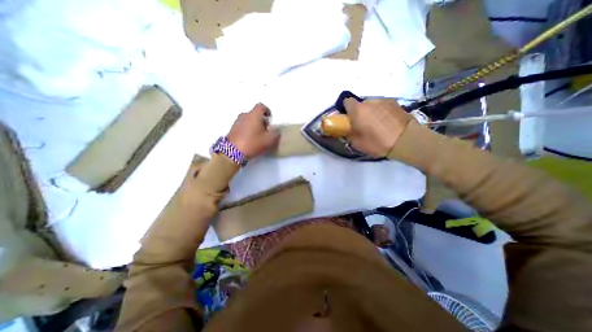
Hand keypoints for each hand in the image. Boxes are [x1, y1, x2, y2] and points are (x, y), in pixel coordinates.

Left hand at [227, 103, 279, 157]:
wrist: (233, 152)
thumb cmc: (253, 143)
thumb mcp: (269, 140)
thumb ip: (275, 134)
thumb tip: (276, 131)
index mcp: (254, 115)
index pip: (261, 106)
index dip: (267, 110)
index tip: (270, 118)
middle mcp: (244, 115)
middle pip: (254, 113)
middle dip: (261, 120)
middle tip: (266, 129)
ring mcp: (236, 122)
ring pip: (248, 120)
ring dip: (254, 125)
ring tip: (258, 135)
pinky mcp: (232, 130)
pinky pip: (242, 126)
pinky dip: (247, 130)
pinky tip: (250, 139)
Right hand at [346, 97, 412, 156]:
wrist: (405, 140)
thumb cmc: (377, 142)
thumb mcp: (357, 143)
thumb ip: (349, 134)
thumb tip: (347, 130)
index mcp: (357, 110)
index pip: (346, 101)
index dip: (346, 109)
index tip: (349, 118)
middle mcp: (369, 102)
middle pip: (360, 104)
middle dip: (359, 112)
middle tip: (363, 124)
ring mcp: (383, 100)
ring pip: (372, 105)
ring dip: (371, 112)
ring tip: (377, 124)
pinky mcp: (395, 103)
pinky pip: (383, 106)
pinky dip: (382, 111)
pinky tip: (387, 122)